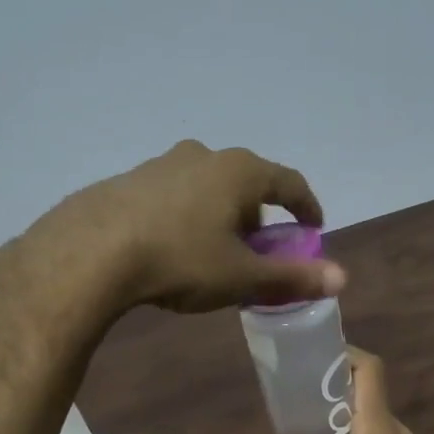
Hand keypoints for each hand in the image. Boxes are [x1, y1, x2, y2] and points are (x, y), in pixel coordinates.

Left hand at [17, 141, 345, 315]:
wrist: (91, 252)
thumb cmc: (181, 259)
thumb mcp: (241, 276)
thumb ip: (292, 276)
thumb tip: (342, 278)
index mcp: (240, 171)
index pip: (289, 183)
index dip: (307, 207)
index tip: (312, 229)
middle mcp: (204, 155)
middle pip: (247, 184)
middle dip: (258, 216)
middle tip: (257, 250)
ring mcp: (162, 164)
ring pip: (207, 188)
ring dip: (220, 215)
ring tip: (212, 252)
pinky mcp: (130, 180)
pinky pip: (173, 196)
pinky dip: (186, 217)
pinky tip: (171, 248)